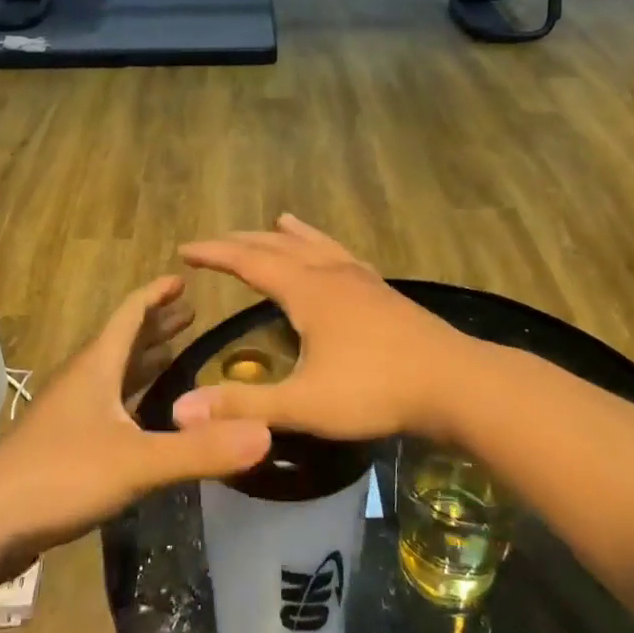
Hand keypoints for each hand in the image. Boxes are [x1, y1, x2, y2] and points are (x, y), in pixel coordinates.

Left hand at [0, 277, 271, 562]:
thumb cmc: (59, 476)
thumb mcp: (137, 463)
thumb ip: (200, 450)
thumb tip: (265, 432)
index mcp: (97, 367)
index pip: (130, 314)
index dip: (156, 294)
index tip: (183, 278)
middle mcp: (83, 381)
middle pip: (123, 340)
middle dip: (157, 324)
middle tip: (191, 314)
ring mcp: (69, 414)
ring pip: (113, 373)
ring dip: (144, 358)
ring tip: (175, 353)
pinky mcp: (63, 445)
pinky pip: (106, 405)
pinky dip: (131, 396)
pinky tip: (144, 417)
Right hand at [170, 215, 480, 442]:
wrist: (454, 383)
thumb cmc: (375, 390)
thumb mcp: (304, 404)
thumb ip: (243, 406)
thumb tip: (179, 410)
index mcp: (307, 290)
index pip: (249, 262)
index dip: (215, 254)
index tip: (185, 249)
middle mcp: (331, 273)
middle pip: (279, 246)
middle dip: (243, 242)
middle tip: (215, 242)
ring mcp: (362, 280)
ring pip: (316, 245)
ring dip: (289, 236)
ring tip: (278, 221)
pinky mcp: (384, 293)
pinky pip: (343, 256)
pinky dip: (326, 247)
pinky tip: (335, 258)